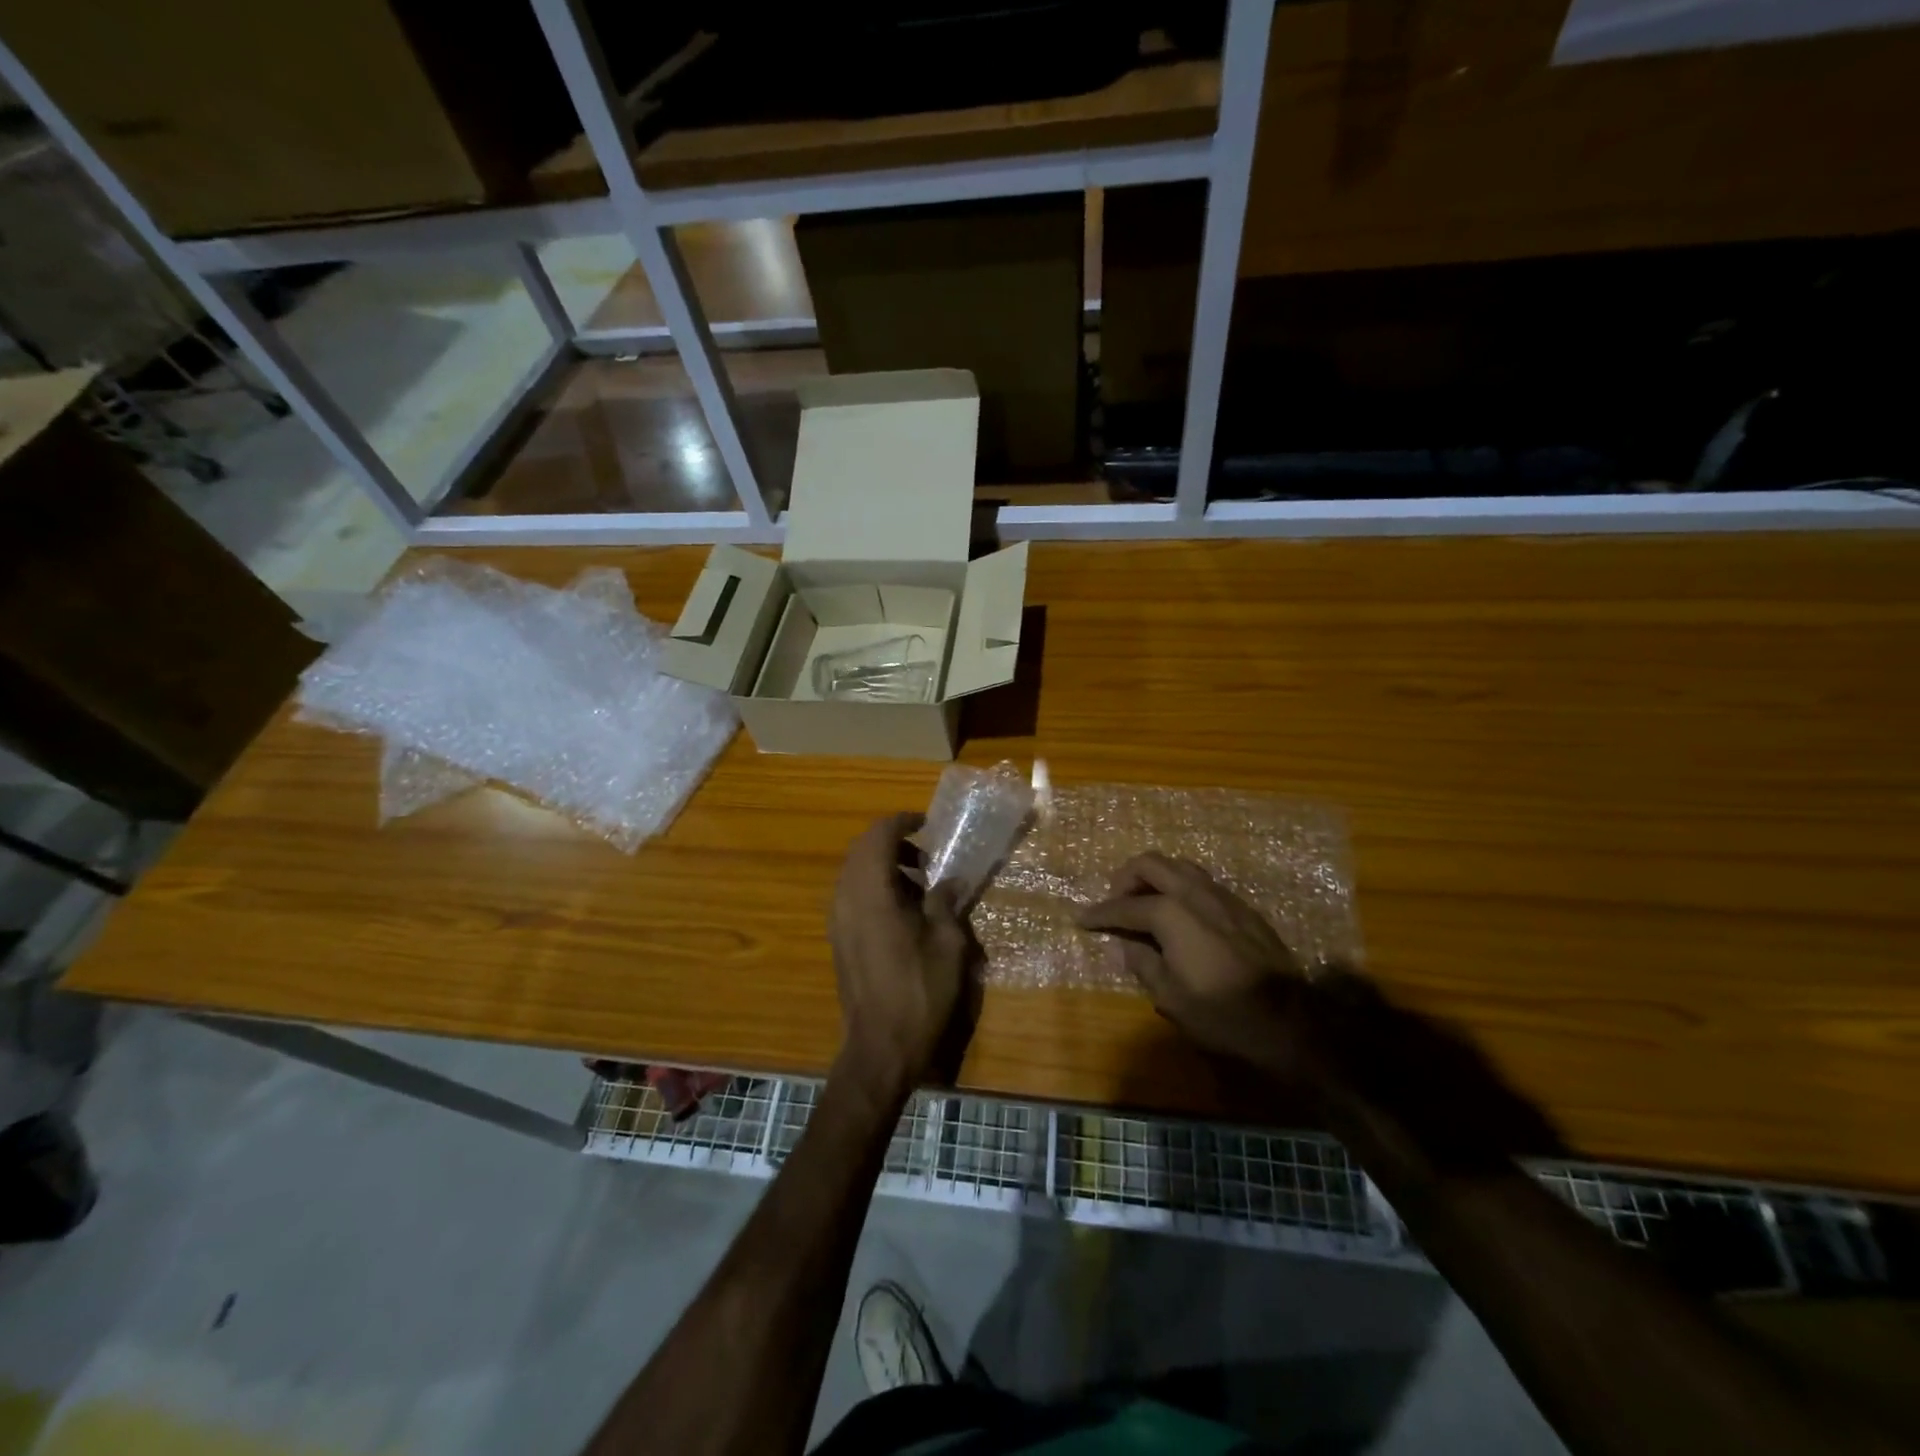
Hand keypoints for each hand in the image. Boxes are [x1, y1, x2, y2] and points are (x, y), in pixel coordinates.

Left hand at [830, 813, 972, 1100]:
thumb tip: (951, 880)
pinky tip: (905, 910)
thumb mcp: (947, 943)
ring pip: (854, 872)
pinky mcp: (839, 938)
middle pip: (861, 849)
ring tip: (921, 882)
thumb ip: (946, 902)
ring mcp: (838, 919)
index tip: (928, 826)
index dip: (903, 822)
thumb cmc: (919, 992)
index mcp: (871, 891)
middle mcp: (846, 897)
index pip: (878, 835)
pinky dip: (876, 886)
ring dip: (884, 865)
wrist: (881, 1047)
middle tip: (927, 854)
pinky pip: (853, 894)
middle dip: (893, 842)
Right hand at [1075, 853, 1328, 1081]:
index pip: (1125, 905)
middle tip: (1114, 902)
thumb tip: (1127, 945)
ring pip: (1179, 866)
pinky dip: (1179, 887)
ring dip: (1155, 877)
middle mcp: (1194, 893)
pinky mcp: (1242, 907)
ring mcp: (1222, 896)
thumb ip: (1142, 962)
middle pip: (1151, 864)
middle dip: (1125, 878)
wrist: (1289, 1023)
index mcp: (1171, 913)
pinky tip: (1179, 914)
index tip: (1081, 919)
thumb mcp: (1169, 996)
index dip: (1100, 914)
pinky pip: (1201, 882)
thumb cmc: (1222, 1014)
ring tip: (1144, 902)